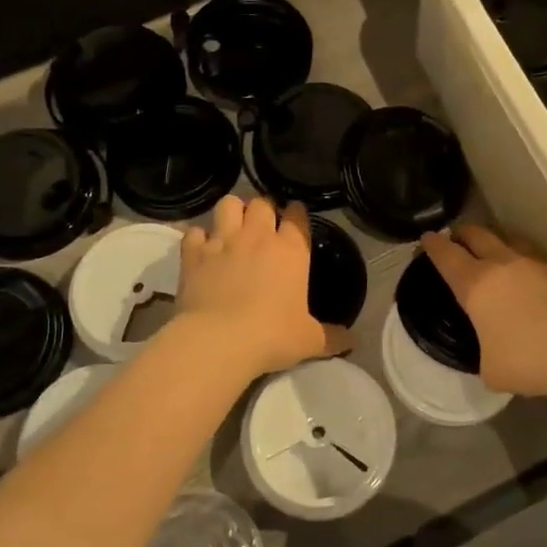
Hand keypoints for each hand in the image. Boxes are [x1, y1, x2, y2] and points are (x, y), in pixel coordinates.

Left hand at [177, 196, 349, 377]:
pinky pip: (195, 232)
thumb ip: (332, 337)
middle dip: (264, 209)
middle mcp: (258, 236)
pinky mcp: (194, 253)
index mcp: (291, 250)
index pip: (298, 216)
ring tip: (232, 225)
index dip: (297, 214)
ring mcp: (223, 241)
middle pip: (262, 203)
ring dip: (232, 211)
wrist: (220, 340)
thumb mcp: (310, 340)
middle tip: (263, 225)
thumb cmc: (272, 336)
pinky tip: (201, 249)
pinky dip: (198, 238)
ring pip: (228, 204)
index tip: (295, 218)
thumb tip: (353, 342)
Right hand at [421, 226, 546, 398]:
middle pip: (478, 236)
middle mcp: (504, 265)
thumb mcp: (491, 369)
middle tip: (456, 238)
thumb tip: (494, 351)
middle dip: (463, 234)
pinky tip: (531, 281)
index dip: (433, 245)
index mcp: (476, 284)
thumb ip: (485, 352)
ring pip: (510, 242)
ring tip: (494, 253)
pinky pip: (537, 262)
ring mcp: (538, 266)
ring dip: (497, 244)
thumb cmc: (530, 360)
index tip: (427, 238)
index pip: (447, 256)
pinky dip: (526, 266)